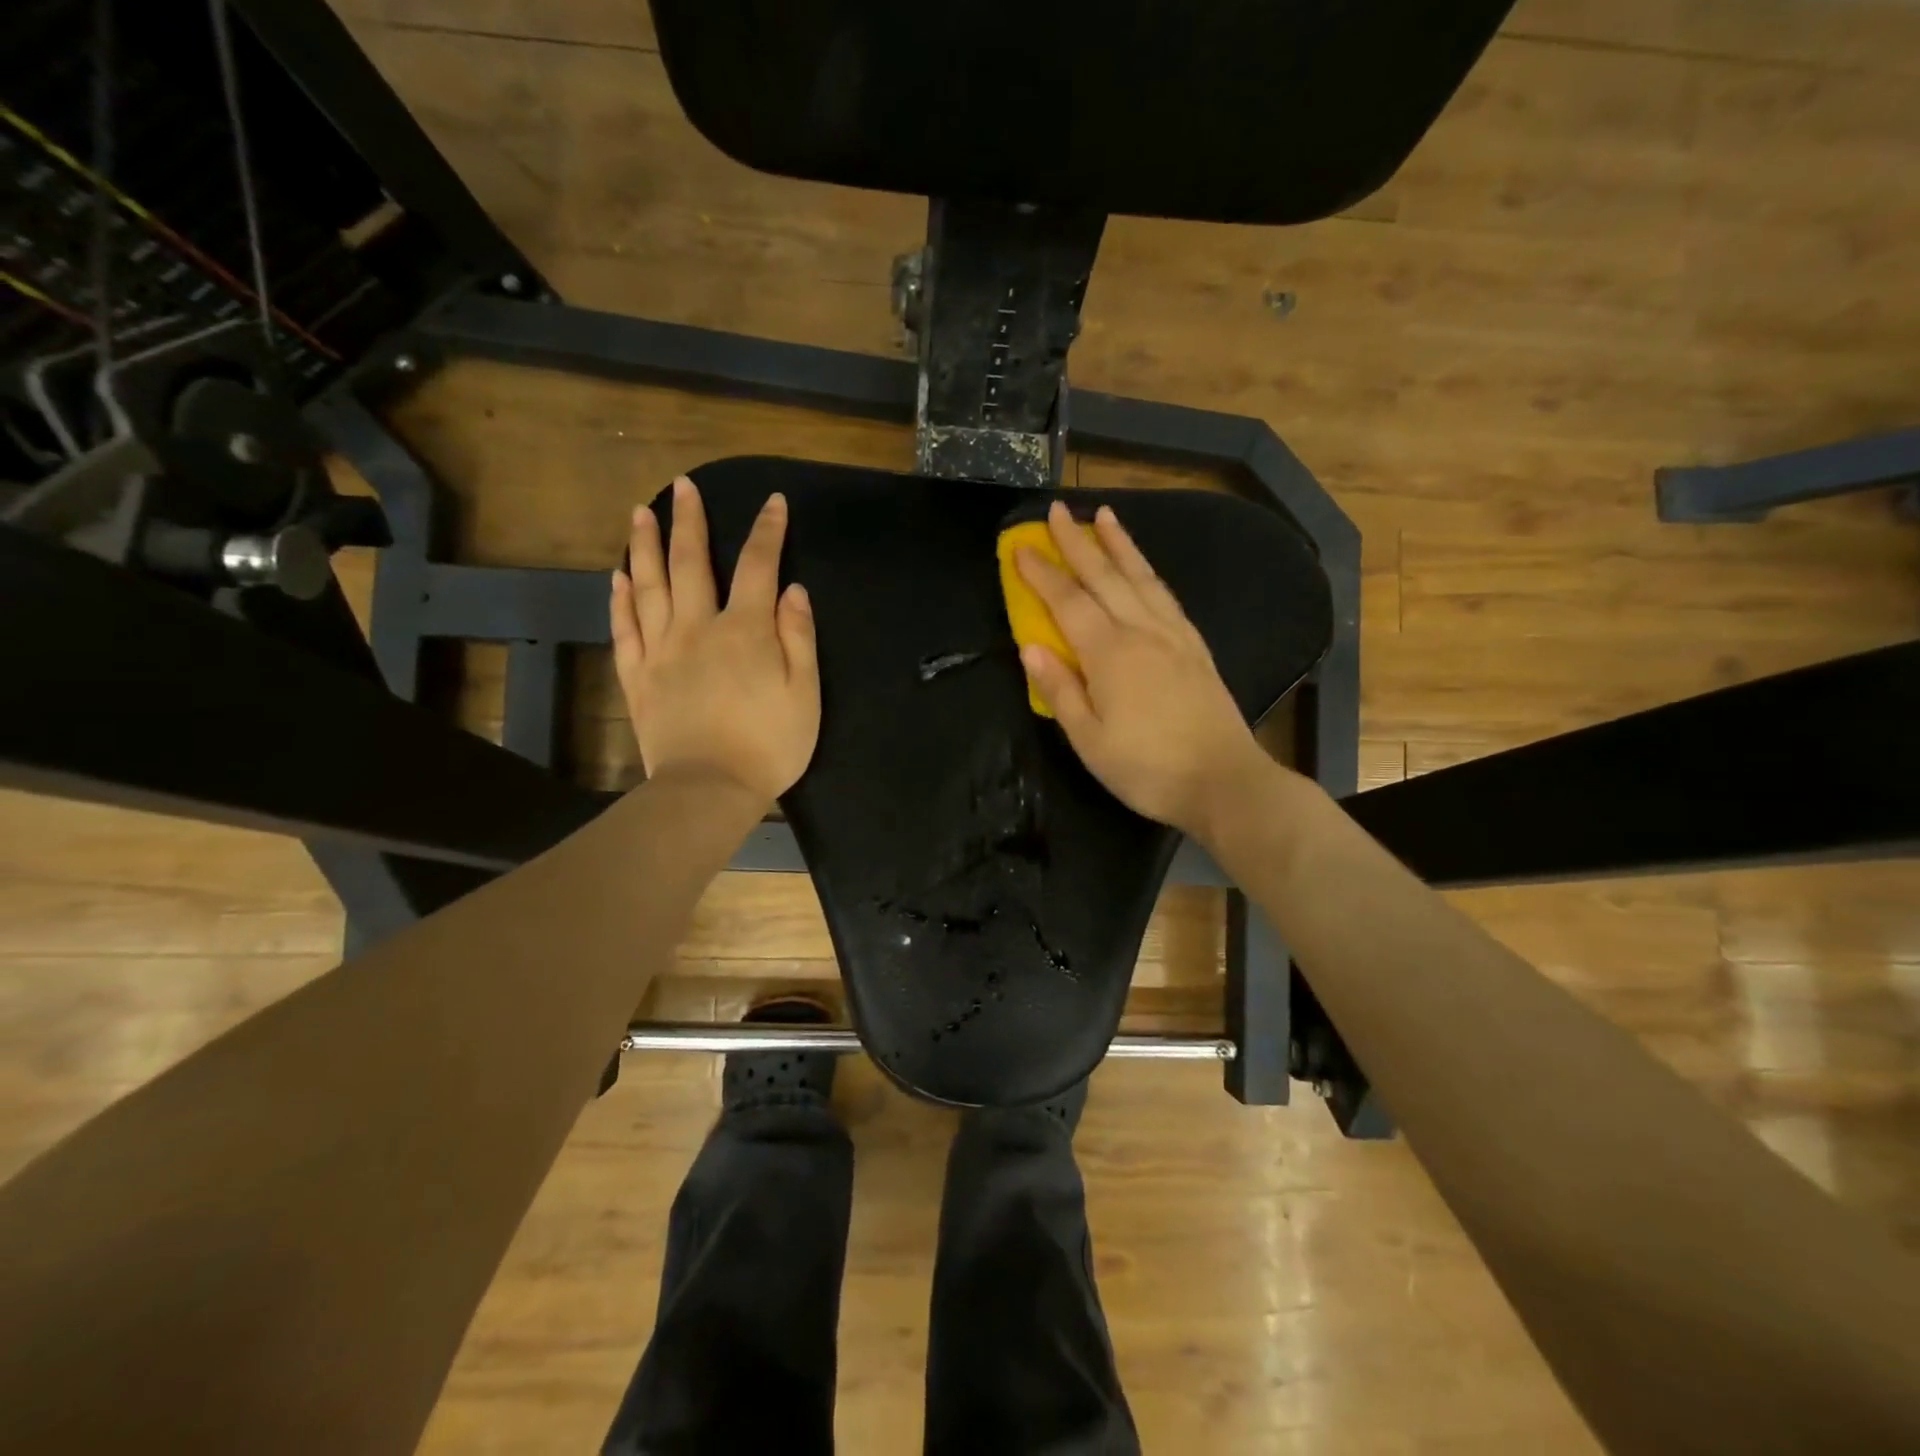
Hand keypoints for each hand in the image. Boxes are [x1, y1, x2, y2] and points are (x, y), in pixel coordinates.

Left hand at [611, 477, 819, 804]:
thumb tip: (793, 590)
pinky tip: (618, 578)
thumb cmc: (769, 744)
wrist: (709, 789)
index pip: (759, 566)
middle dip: (690, 521)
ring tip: (641, 514)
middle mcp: (698, 629)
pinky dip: (621, 600)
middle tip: (683, 486)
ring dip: (645, 547)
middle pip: (692, 564)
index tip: (774, 502)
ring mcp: (661, 652)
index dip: (768, 531)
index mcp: (745, 631)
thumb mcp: (805, 693)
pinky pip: (625, 630)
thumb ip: (798, 637)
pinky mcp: (638, 678)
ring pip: (649, 587)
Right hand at [1016, 501, 1272, 842]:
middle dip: (1077, 542)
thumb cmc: (1147, 769)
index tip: (1021, 546)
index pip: (1068, 602)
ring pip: (1141, 577)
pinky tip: (1143, 568)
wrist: (1224, 781)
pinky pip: (1166, 595)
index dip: (1042, 573)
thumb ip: (1059, 690)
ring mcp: (1173, 635)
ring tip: (1103, 516)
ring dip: (1119, 544)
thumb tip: (1029, 648)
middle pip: (1105, 576)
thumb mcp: (1089, 741)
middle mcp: (1142, 632)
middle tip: (1056, 510)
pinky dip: (1149, 572)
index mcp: (1109, 654)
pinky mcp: (1195, 646)